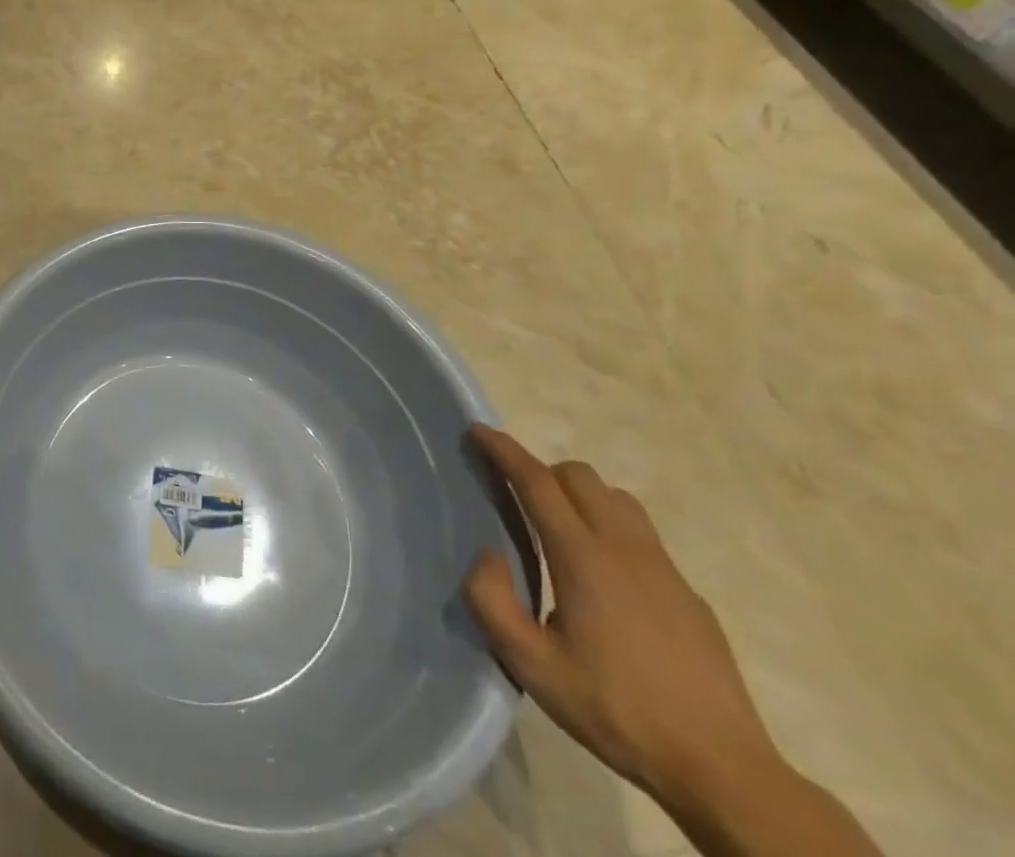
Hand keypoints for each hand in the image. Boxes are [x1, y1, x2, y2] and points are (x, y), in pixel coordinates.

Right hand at [461, 425, 779, 806]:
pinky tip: (606, 579)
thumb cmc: (617, 711)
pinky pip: (643, 535)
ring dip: (581, 495)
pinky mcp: (689, 595)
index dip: (504, 450)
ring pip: (617, 498)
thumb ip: (491, 601)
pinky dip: (612, 528)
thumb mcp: (532, 666)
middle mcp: (625, 548)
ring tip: (561, 528)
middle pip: (580, 476)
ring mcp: (664, 570)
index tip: (478, 430)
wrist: (724, 771)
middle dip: (542, 471)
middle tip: (516, 495)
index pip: (537, 481)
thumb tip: (488, 555)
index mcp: (583, 557)